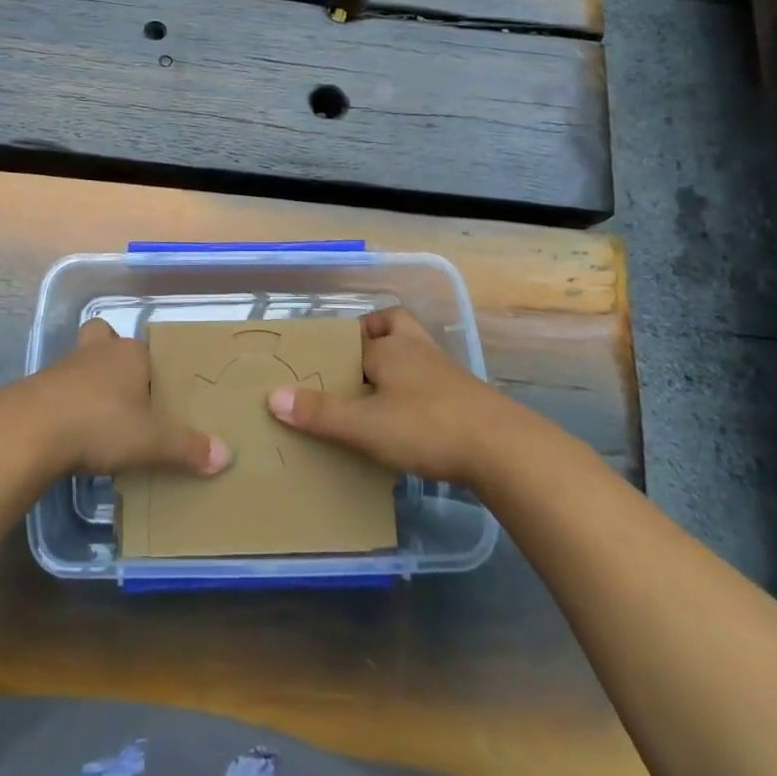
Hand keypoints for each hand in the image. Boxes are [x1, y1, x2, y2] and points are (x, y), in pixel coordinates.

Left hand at [30, 320, 232, 478]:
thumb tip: (228, 455)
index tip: (158, 397)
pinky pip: (60, 389)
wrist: (32, 430)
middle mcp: (98, 352)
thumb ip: (187, 447)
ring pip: (82, 363)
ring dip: (89, 383)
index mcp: (130, 354)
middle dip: (113, 358)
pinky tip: (73, 433)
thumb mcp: (151, 441)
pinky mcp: (39, 389)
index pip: (148, 352)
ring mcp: (65, 367)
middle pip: (106, 341)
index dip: (153, 370)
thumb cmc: (100, 423)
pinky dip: (68, 405)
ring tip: (100, 418)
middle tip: (125, 393)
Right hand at [266, 306, 516, 485]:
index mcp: (390, 348)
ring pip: (416, 351)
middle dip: (373, 336)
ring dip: (397, 363)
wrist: (503, 450)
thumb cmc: (426, 427)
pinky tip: (409, 418)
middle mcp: (417, 350)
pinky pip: (432, 381)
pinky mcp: (466, 397)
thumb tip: (273, 396)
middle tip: (353, 363)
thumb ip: (320, 413)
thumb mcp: (365, 425)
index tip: (320, 360)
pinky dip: (417, 390)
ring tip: (376, 391)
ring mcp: (446, 372)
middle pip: (393, 326)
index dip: (337, 344)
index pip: (357, 335)